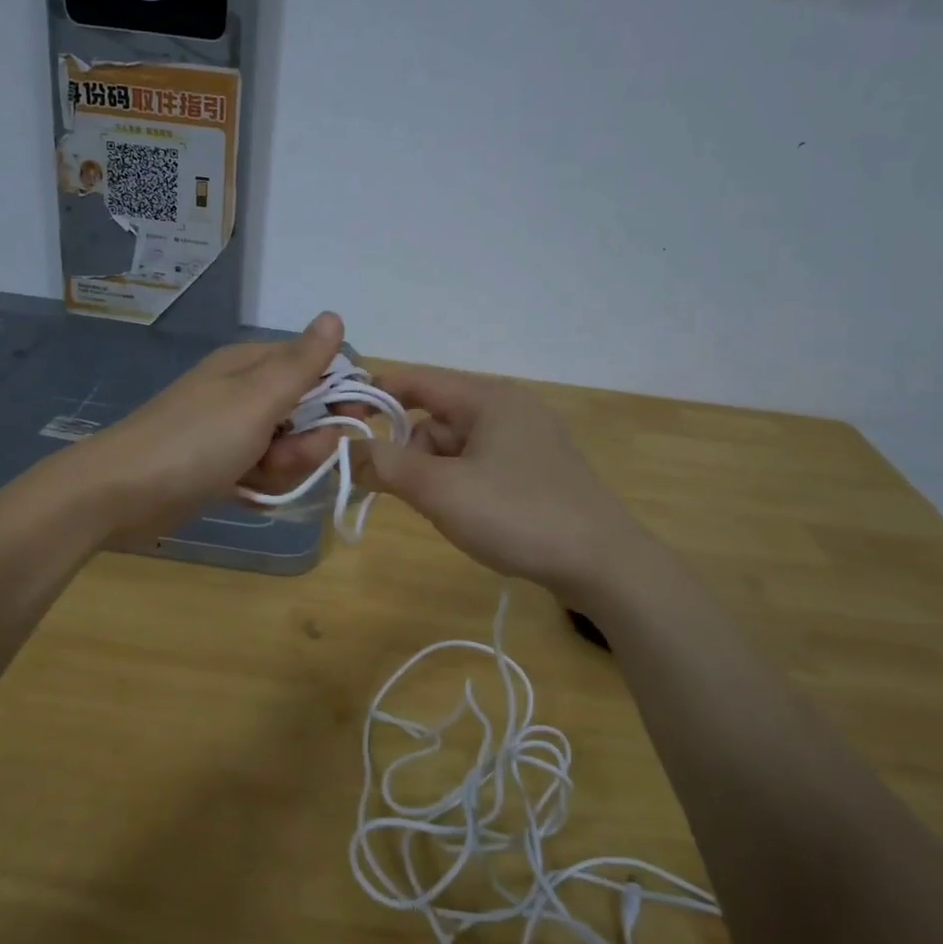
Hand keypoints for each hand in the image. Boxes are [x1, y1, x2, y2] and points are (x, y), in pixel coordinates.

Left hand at [77, 313, 359, 533]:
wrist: (121, 493)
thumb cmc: (195, 440)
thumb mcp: (257, 398)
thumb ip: (302, 363)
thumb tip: (335, 316)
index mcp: (252, 366)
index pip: (317, 368)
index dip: (341, 393)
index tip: (354, 421)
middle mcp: (244, 394)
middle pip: (306, 414)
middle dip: (307, 442)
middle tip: (285, 457)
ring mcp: (231, 432)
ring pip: (287, 448)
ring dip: (284, 467)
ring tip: (256, 477)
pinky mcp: (221, 467)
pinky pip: (263, 472)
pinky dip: (261, 484)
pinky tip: (246, 492)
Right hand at [357, 366, 654, 601]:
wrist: (603, 563)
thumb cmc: (517, 515)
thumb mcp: (441, 490)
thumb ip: (387, 466)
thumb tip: (347, 451)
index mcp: (488, 397)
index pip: (416, 380)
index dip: (374, 395)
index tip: (339, 422)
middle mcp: (509, 407)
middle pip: (436, 416)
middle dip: (410, 450)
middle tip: (403, 491)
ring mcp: (528, 438)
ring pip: (457, 444)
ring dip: (435, 472)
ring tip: (443, 511)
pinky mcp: (538, 468)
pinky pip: (481, 463)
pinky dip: (460, 482)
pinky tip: (467, 514)